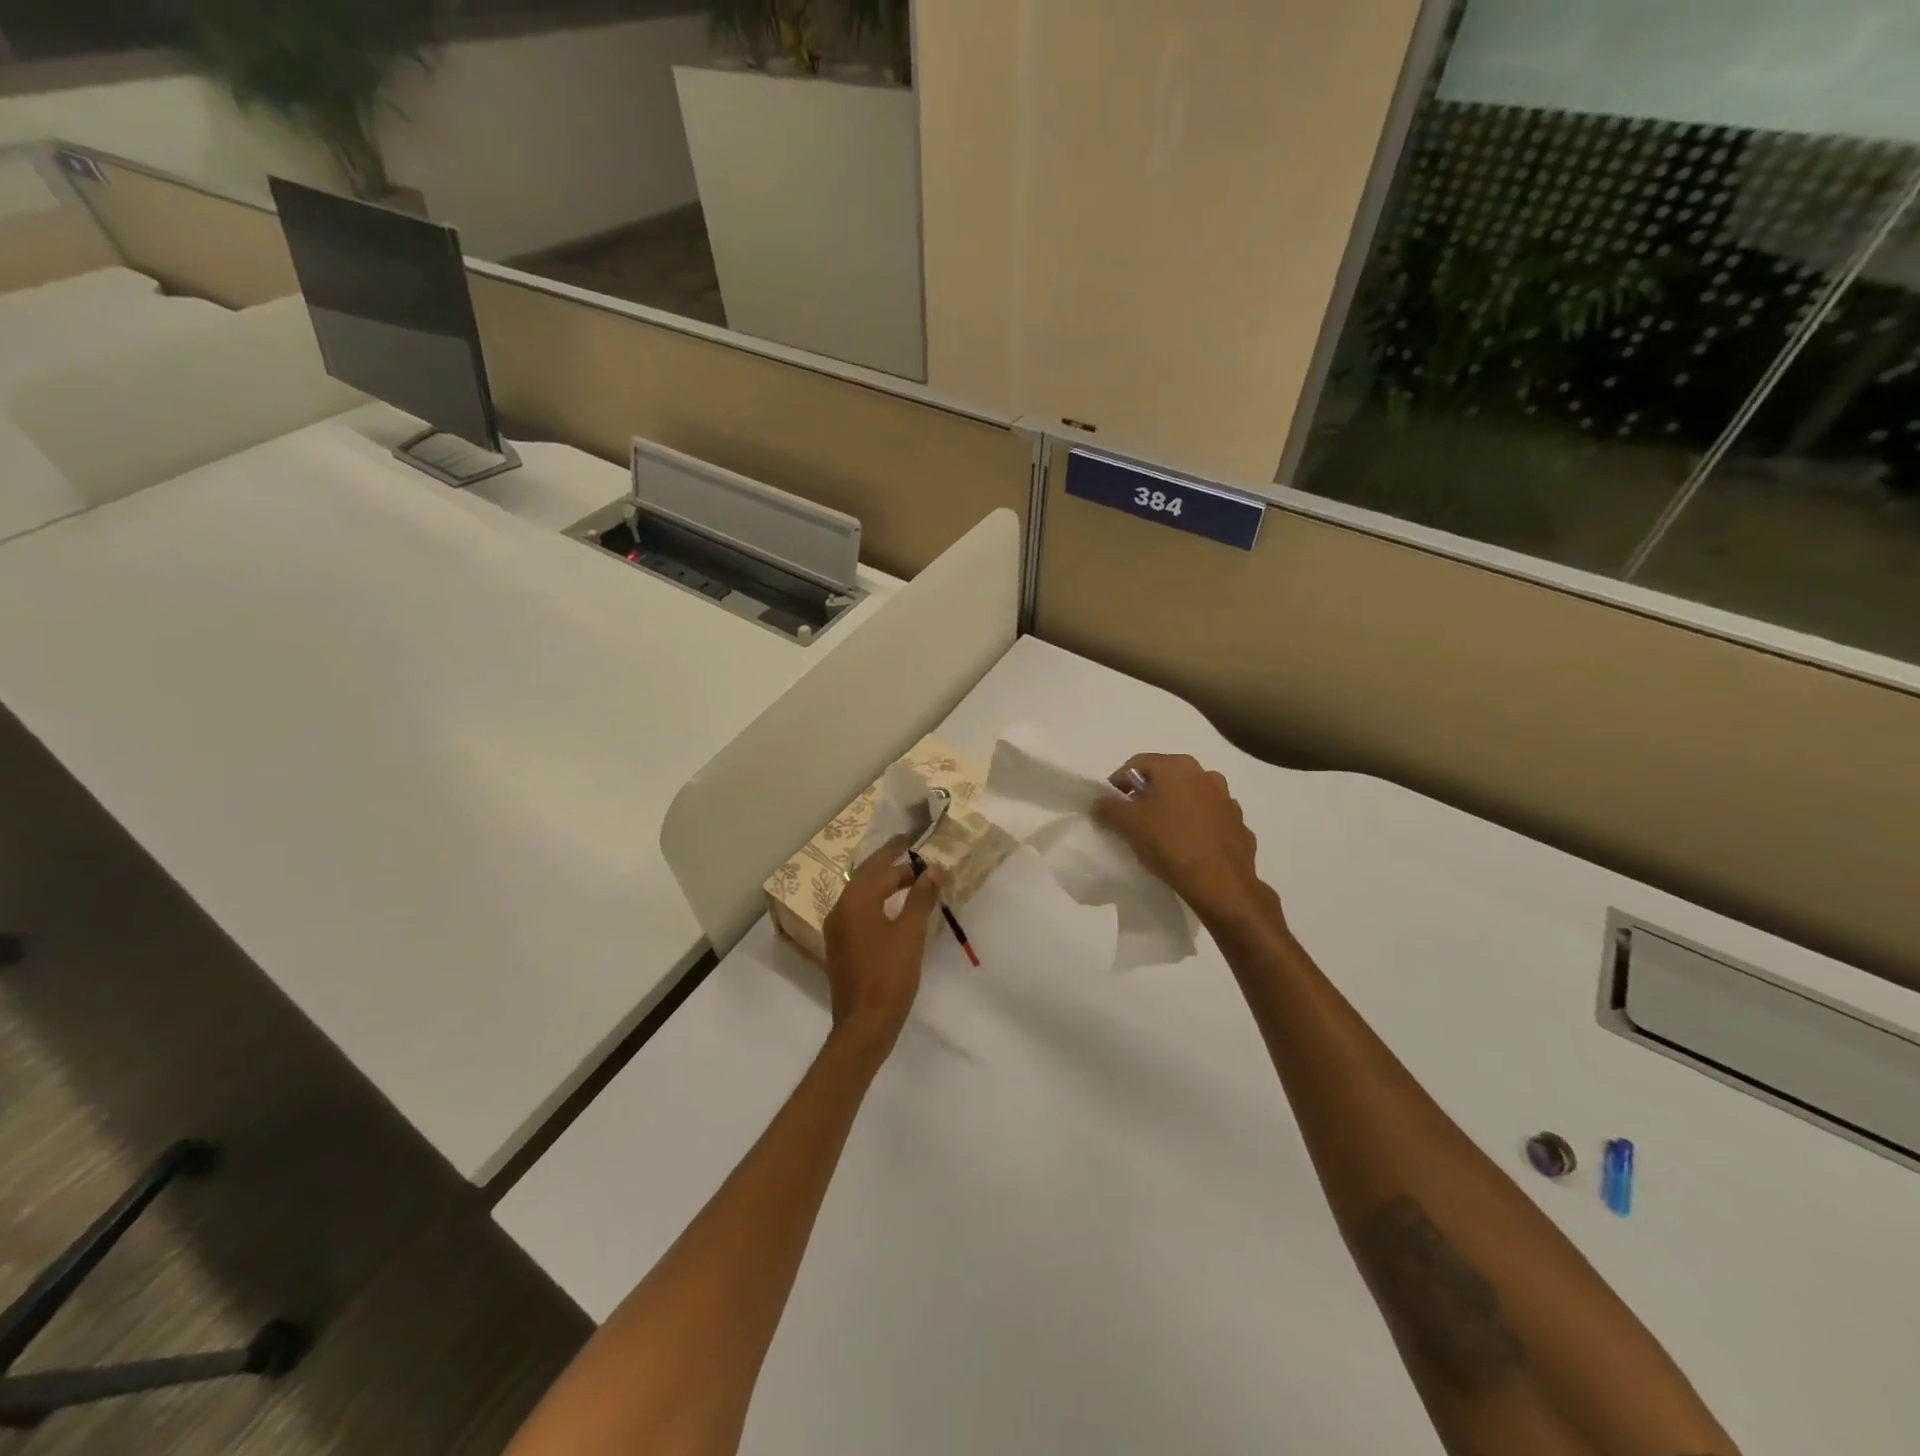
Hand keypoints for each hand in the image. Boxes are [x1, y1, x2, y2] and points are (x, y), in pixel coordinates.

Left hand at [822, 834, 945, 1053]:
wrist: (864, 1026)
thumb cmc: (890, 976)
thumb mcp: (911, 934)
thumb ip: (921, 898)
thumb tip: (933, 870)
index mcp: (855, 903)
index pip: (879, 867)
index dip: (897, 852)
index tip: (912, 837)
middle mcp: (840, 911)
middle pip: (866, 878)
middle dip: (890, 866)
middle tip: (915, 856)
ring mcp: (838, 931)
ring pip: (862, 896)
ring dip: (885, 885)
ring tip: (911, 880)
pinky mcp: (841, 948)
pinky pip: (859, 913)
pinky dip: (878, 903)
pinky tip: (895, 910)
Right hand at [1093, 754, 1282, 934]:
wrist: (1221, 884)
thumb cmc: (1170, 844)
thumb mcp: (1127, 824)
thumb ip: (1107, 807)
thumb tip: (1101, 802)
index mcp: (1177, 767)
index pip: (1137, 764)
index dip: (1118, 783)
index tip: (1109, 806)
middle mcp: (1205, 774)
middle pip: (1165, 779)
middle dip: (1147, 795)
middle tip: (1133, 820)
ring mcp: (1227, 800)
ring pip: (1190, 798)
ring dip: (1174, 810)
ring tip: (1161, 835)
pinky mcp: (1239, 825)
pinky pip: (1209, 820)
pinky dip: (1196, 828)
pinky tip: (1188, 848)